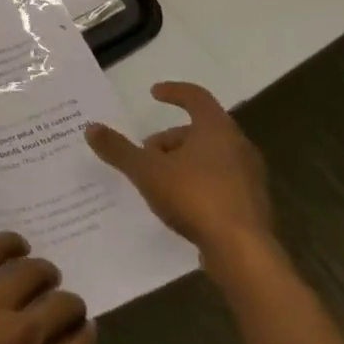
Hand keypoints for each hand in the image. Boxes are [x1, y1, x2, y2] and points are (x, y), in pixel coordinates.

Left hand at [0, 233, 94, 343]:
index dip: (85, 336)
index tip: (84, 330)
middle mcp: (22, 338)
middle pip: (63, 306)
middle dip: (69, 304)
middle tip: (62, 303)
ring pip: (33, 272)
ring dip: (44, 273)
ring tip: (42, 274)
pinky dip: (10, 244)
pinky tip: (16, 246)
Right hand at [85, 81, 274, 266]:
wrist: (243, 252)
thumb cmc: (194, 197)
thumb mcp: (147, 171)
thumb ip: (119, 149)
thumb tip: (91, 128)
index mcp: (216, 128)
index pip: (196, 96)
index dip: (174, 92)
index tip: (154, 94)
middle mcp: (238, 145)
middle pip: (201, 130)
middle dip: (170, 138)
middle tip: (146, 153)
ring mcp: (249, 176)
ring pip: (211, 157)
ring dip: (184, 162)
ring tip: (159, 181)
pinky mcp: (252, 204)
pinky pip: (220, 182)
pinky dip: (198, 183)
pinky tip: (180, 205)